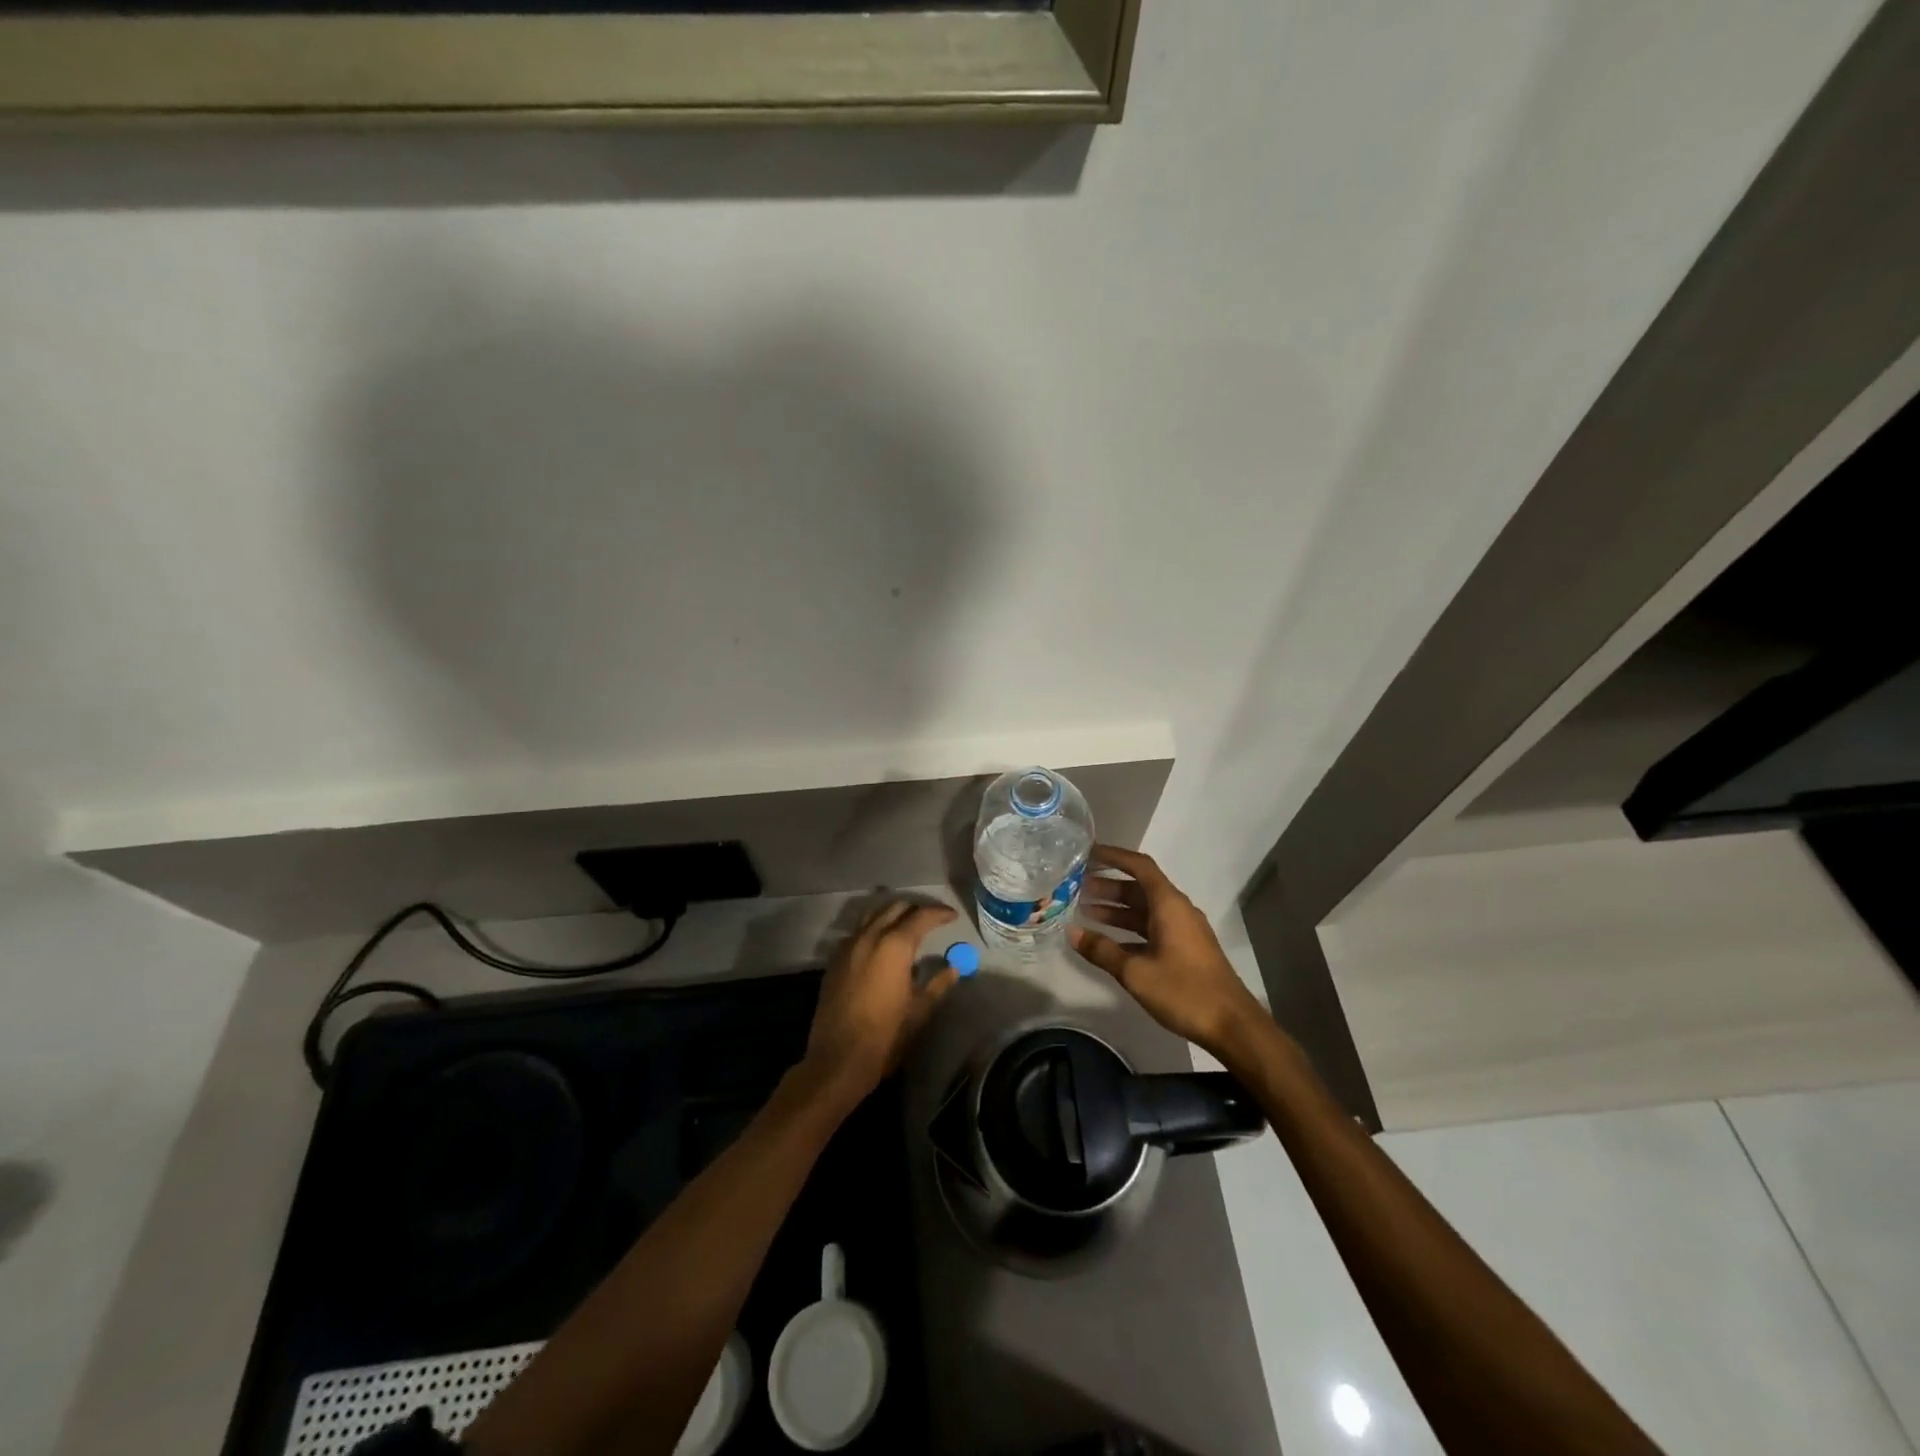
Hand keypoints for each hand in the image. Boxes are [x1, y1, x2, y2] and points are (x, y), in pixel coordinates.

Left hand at [802, 898, 959, 1109]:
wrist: (838, 1059)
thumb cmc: (885, 1036)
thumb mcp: (919, 1011)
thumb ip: (938, 984)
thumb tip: (954, 969)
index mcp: (894, 946)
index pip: (921, 916)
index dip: (939, 913)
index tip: (952, 917)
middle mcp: (869, 937)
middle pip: (895, 908)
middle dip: (915, 909)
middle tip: (932, 920)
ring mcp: (848, 946)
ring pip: (872, 915)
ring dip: (892, 914)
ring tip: (907, 926)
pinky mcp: (835, 960)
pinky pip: (857, 932)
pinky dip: (873, 929)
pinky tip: (881, 946)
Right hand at [1071, 845, 1263, 1057]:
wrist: (1232, 1025)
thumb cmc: (1184, 991)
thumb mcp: (1136, 972)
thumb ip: (1102, 950)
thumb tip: (1072, 932)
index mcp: (1169, 905)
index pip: (1139, 866)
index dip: (1114, 856)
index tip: (1087, 854)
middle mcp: (1177, 911)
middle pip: (1139, 888)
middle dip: (1108, 886)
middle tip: (1076, 888)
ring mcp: (1183, 931)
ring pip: (1144, 910)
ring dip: (1116, 909)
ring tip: (1084, 911)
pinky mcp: (1185, 950)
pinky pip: (1152, 928)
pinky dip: (1129, 929)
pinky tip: (1108, 941)